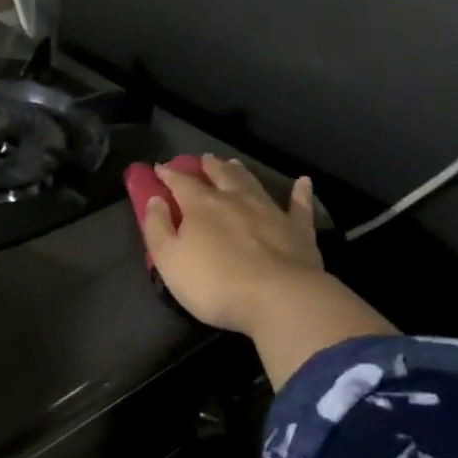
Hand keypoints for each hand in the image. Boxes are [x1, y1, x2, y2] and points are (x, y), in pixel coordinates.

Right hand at [139, 155, 394, 386]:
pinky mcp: (299, 230)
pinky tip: (303, 182)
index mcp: (201, 206)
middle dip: (209, 166)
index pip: (180, 183)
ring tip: (233, 163)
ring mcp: (270, 212)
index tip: (160, 168)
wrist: (280, 299)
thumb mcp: (169, 260)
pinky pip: (299, 206)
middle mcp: (235, 200)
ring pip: (253, 184)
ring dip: (241, 173)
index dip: (168, 174)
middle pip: (220, 176)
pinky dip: (300, 192)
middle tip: (204, 159)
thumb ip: (157, 227)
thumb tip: (155, 199)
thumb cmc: (214, 283)